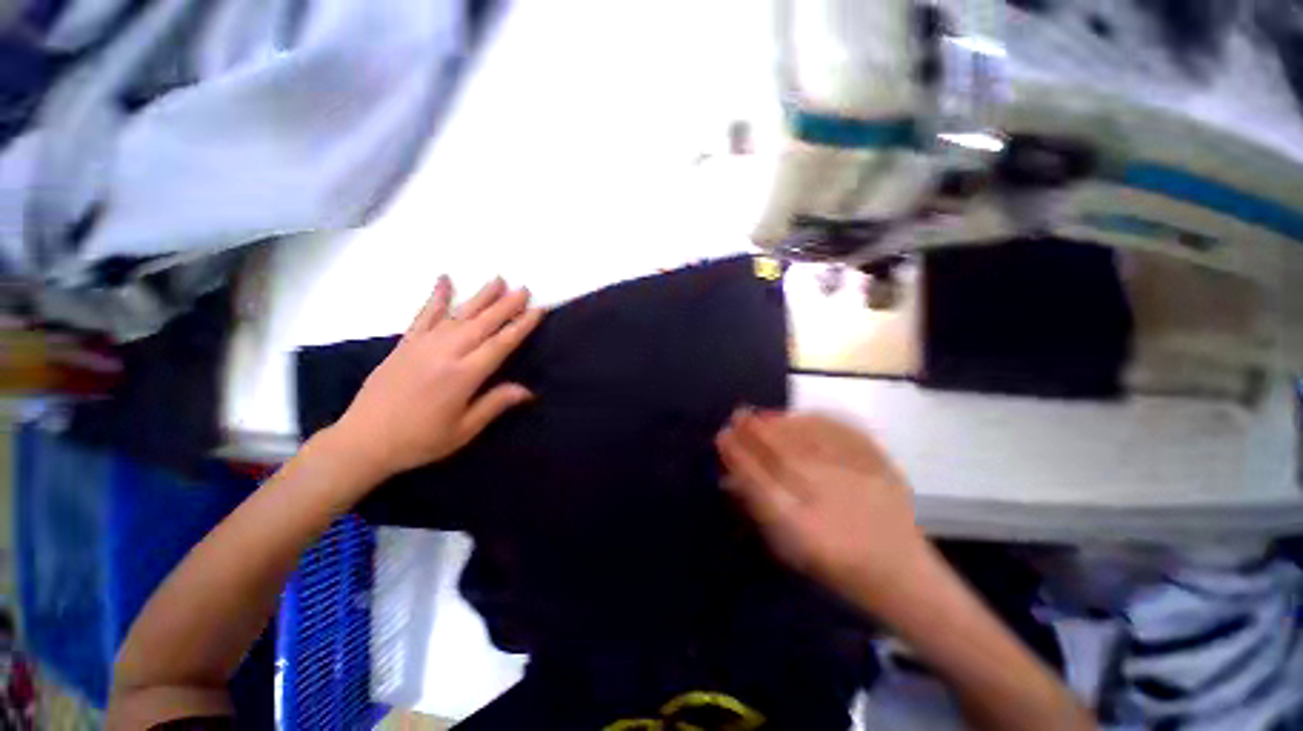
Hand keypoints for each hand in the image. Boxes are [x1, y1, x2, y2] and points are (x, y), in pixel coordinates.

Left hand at [326, 276, 544, 482]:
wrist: (363, 440)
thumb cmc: (420, 440)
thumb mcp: (463, 431)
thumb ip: (494, 405)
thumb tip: (528, 391)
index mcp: (464, 375)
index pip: (501, 343)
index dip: (522, 325)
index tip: (539, 310)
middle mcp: (446, 353)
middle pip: (483, 323)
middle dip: (507, 305)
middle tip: (525, 289)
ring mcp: (423, 344)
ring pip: (459, 314)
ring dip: (481, 296)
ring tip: (498, 280)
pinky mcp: (405, 343)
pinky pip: (424, 314)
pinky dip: (436, 296)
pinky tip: (445, 280)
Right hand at [716, 410, 931, 612]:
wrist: (904, 578)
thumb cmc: (838, 571)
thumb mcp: (790, 552)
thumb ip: (761, 511)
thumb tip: (732, 478)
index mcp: (802, 529)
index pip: (758, 481)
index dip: (737, 455)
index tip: (722, 436)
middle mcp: (828, 501)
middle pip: (782, 454)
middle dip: (754, 431)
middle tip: (737, 414)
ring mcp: (857, 482)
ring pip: (809, 441)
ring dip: (780, 423)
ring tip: (762, 414)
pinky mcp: (881, 469)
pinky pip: (843, 436)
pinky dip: (818, 422)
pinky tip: (801, 415)